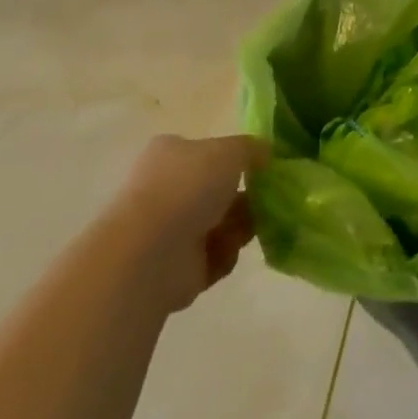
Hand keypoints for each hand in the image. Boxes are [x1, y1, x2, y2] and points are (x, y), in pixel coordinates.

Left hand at [109, 134, 268, 312]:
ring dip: (239, 227)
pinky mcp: (176, 269)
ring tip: (250, 228)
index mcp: (171, 154)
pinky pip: (214, 258)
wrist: (151, 252)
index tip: (261, 169)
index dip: (235, 160)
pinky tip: (224, 252)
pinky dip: (225, 255)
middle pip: (216, 191)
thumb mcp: (230, 150)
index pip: (207, 152)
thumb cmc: (188, 186)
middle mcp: (167, 189)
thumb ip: (252, 149)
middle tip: (266, 201)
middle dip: (244, 197)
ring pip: (219, 224)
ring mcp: (169, 231)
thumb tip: (267, 154)